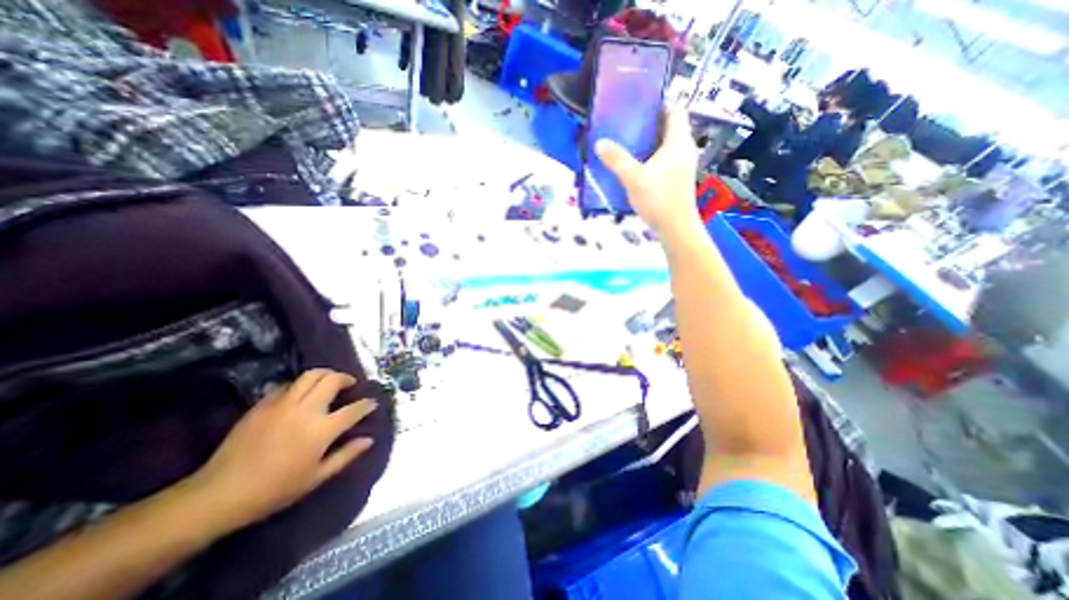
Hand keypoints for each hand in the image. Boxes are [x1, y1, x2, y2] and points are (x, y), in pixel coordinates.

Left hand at [175, 371, 371, 530]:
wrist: (219, 494)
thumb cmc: (275, 489)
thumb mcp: (317, 477)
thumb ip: (346, 455)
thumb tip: (369, 439)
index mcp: (322, 429)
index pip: (354, 409)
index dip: (367, 405)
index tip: (372, 403)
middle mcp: (306, 410)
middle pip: (333, 380)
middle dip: (346, 378)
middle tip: (350, 385)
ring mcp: (283, 404)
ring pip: (311, 375)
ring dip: (326, 374)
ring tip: (329, 382)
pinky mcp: (263, 404)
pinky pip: (288, 384)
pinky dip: (301, 385)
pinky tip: (301, 395)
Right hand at [594, 107, 702, 238]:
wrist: (676, 228)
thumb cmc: (659, 199)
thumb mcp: (634, 178)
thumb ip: (617, 160)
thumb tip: (599, 143)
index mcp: (678, 142)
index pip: (674, 111)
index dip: (658, 105)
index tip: (637, 108)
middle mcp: (683, 150)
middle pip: (668, 128)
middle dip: (648, 125)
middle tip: (625, 127)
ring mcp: (681, 165)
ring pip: (664, 146)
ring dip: (647, 144)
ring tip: (625, 145)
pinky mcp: (676, 179)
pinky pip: (663, 160)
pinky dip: (650, 159)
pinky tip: (634, 167)